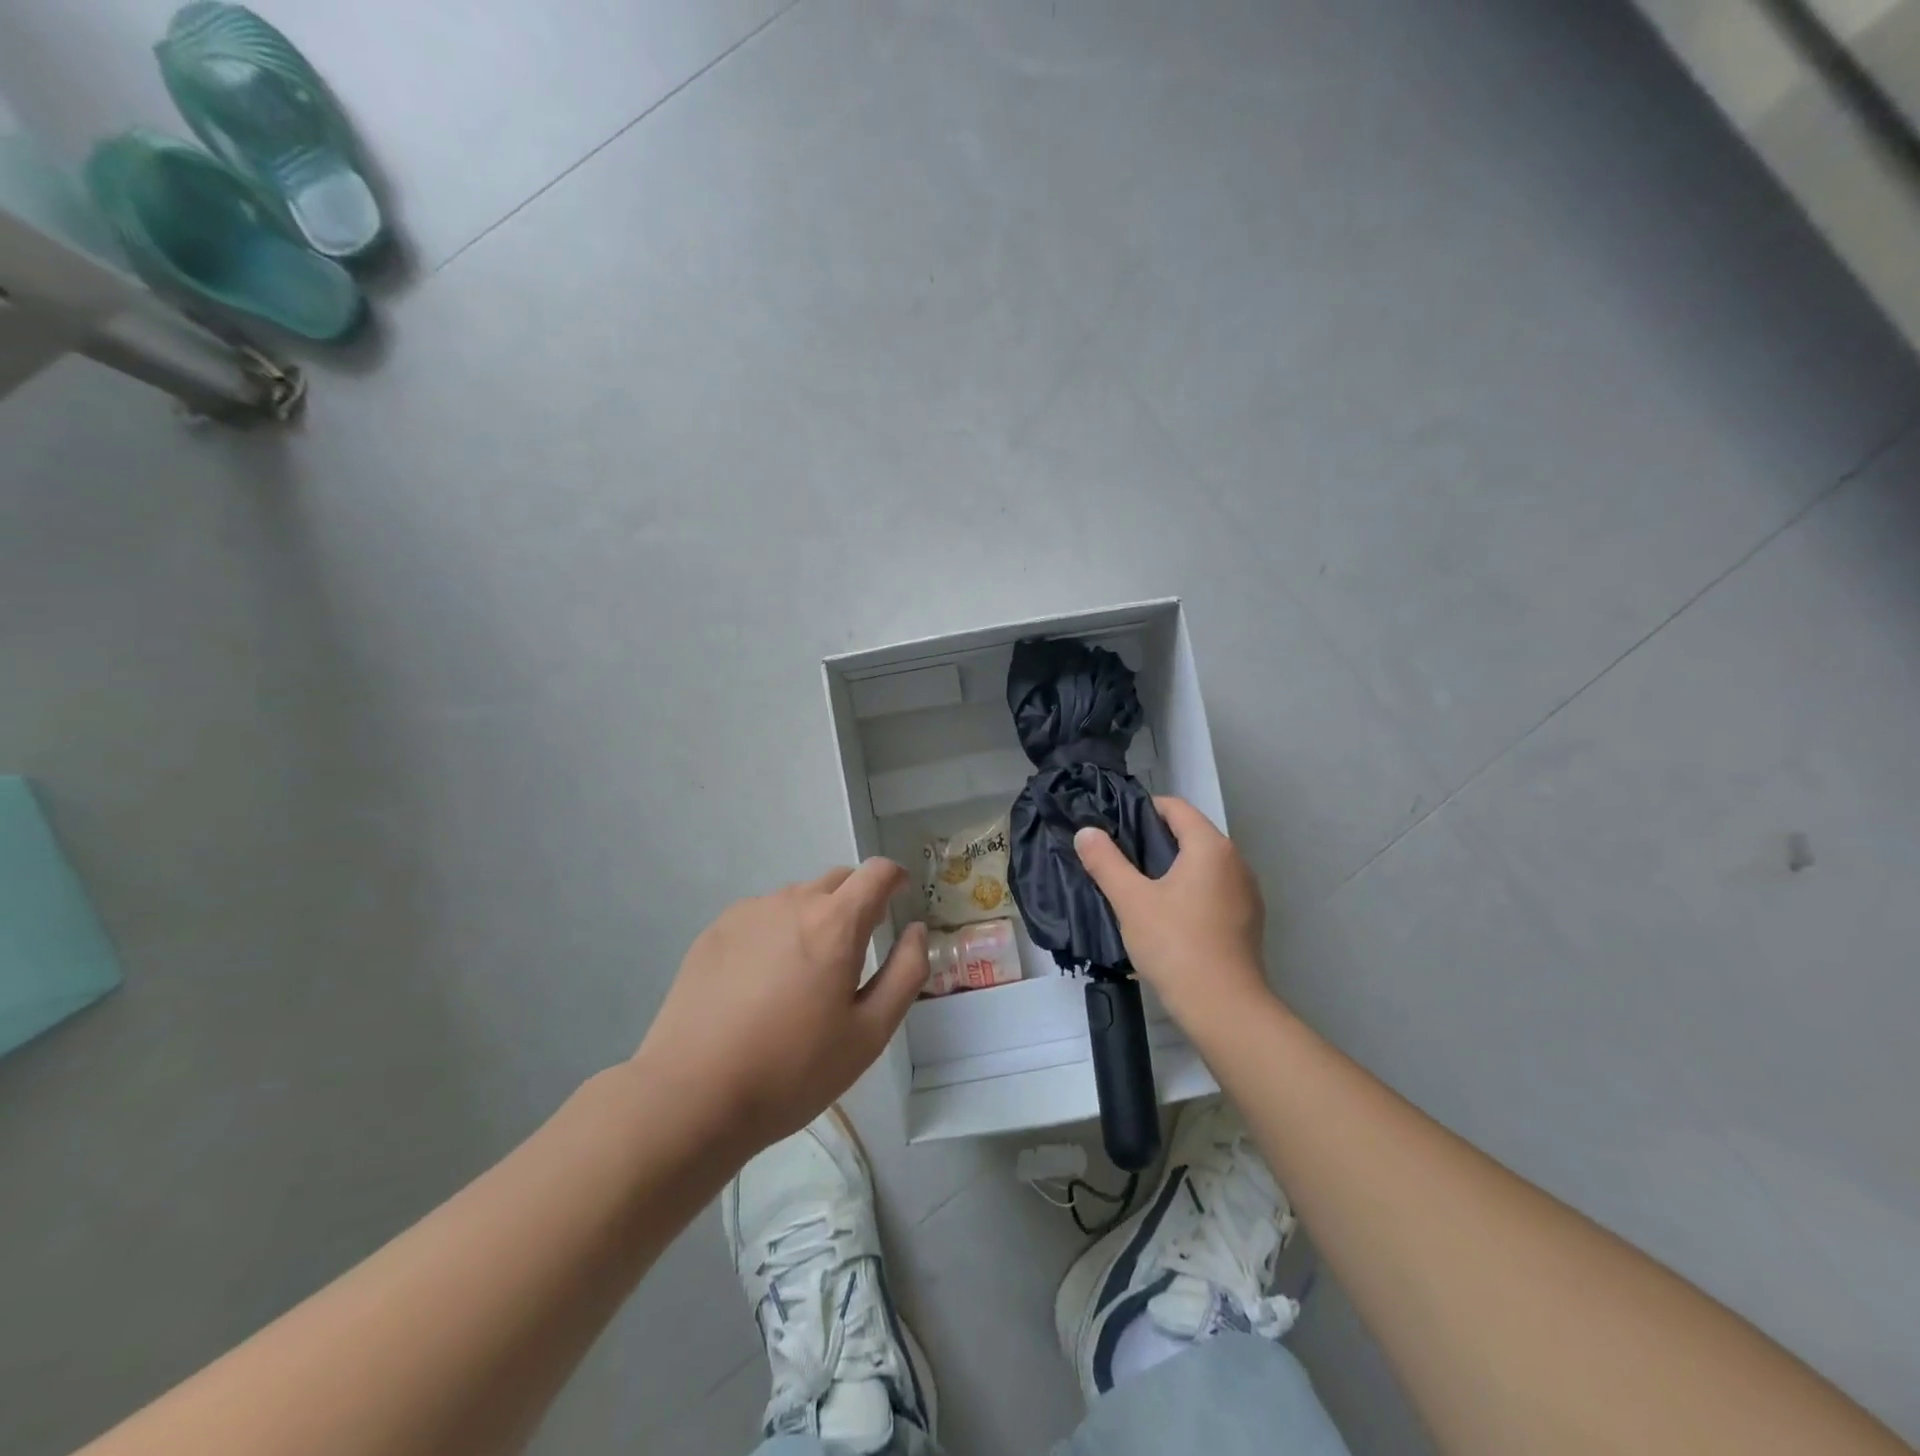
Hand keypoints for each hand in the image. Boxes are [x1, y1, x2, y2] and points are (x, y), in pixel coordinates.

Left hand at [632, 860, 928, 1156]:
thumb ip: (905, 973)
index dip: (895, 878)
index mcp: (835, 922)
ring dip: (814, 919)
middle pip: (837, 881)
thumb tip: (916, 930)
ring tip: (804, 975)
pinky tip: (761, 983)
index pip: (876, 873)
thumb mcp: (869, 1033)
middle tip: (856, 949)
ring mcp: (748, 913)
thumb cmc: (792, 1069)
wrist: (691, 1094)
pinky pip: (761, 917)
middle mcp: (792, 902)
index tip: (900, 896)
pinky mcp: (714, 932)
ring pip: (797, 899)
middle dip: (856, 901)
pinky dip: (776, 933)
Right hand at [1073, 798, 1272, 1031]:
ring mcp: (1246, 893)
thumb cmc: (1176, 944)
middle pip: (1191, 834)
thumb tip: (1086, 832)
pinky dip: (1190, 891)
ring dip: (1172, 868)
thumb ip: (1106, 861)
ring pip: (1203, 865)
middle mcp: (1236, 862)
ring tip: (1138, 887)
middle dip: (1154, 840)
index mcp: (1211, 847)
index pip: (1176, 807)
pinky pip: (1214, 890)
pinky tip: (1167, 916)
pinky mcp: (1247, 921)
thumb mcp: (1131, 900)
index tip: (1114, 827)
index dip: (1143, 809)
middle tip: (1118, 857)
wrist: (1224, 1008)